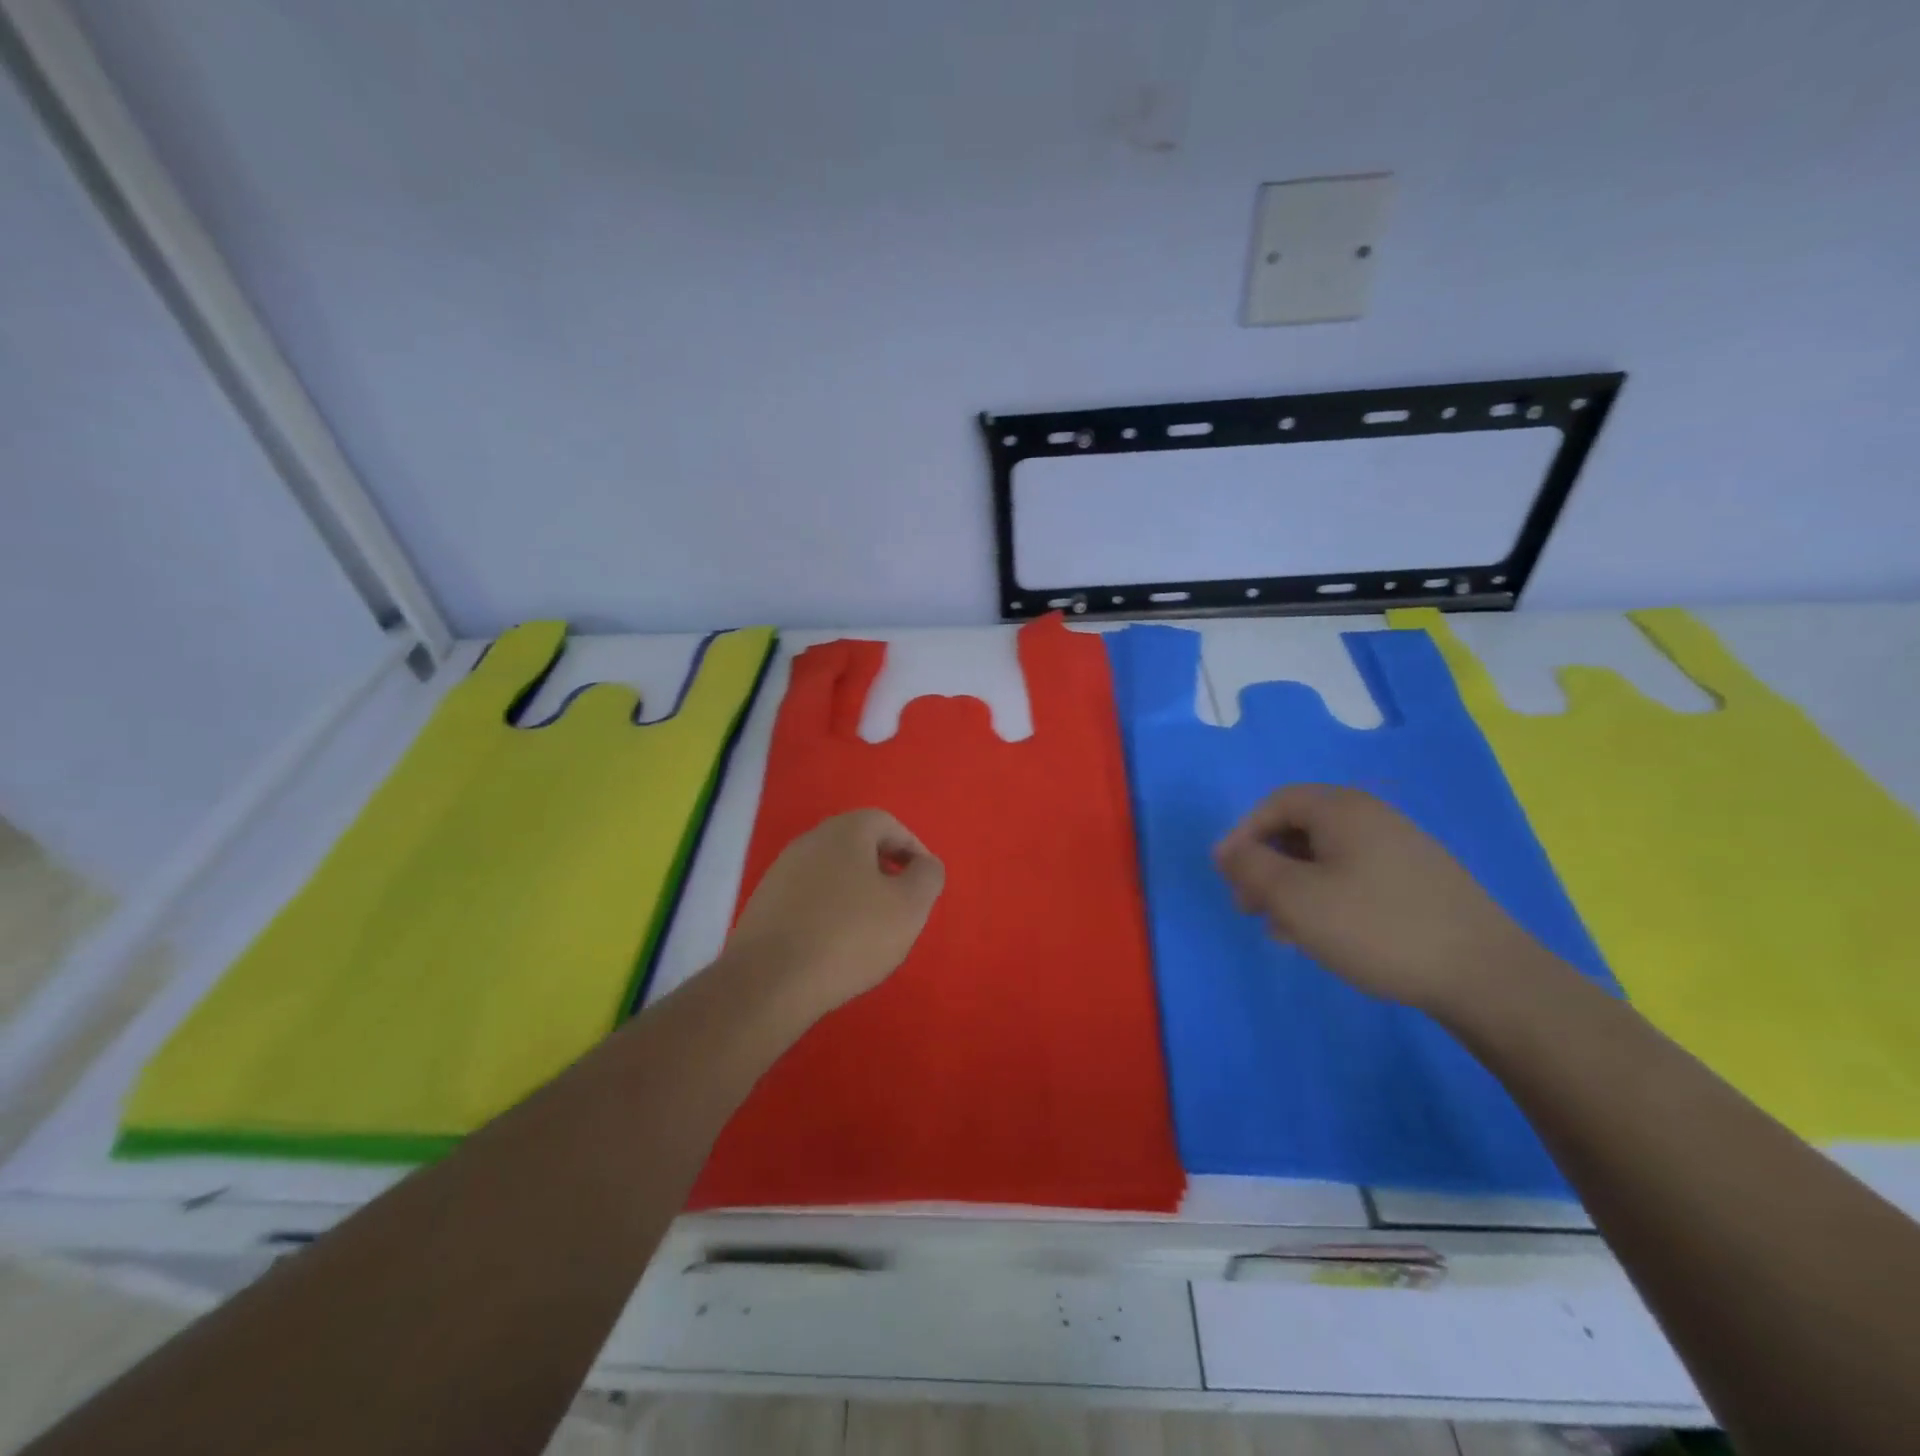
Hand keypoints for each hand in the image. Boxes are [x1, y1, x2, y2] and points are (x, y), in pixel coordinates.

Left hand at [722, 809, 944, 1018]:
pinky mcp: (764, 905)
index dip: (912, 850)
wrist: (769, 982)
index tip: (923, 884)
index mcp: (845, 831)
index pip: (888, 824)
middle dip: (884, 872)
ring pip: (833, 873)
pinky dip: (829, 913)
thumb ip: (927, 876)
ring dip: (856, 894)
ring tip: (870, 933)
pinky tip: (835, 947)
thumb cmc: (850, 936)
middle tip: (900, 907)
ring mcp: (781, 872)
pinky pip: (809, 898)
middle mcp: (809, 841)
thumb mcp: (909, 906)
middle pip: (858, 846)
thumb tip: (924, 865)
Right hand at [1213, 784, 1547, 1014]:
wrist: (1486, 976)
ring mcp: (1401, 849)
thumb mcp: (1296, 898)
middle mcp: (1372, 817)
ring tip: (1281, 930)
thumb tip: (1226, 849)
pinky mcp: (1419, 882)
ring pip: (1325, 857)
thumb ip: (1251, 867)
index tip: (1227, 875)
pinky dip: (1326, 897)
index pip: (1275, 803)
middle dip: (1266, 864)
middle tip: (1249, 906)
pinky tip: (1323, 936)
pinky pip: (1354, 876)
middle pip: (1300, 828)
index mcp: (1342, 809)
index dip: (1243, 834)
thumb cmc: (1377, 928)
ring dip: (1292, 886)